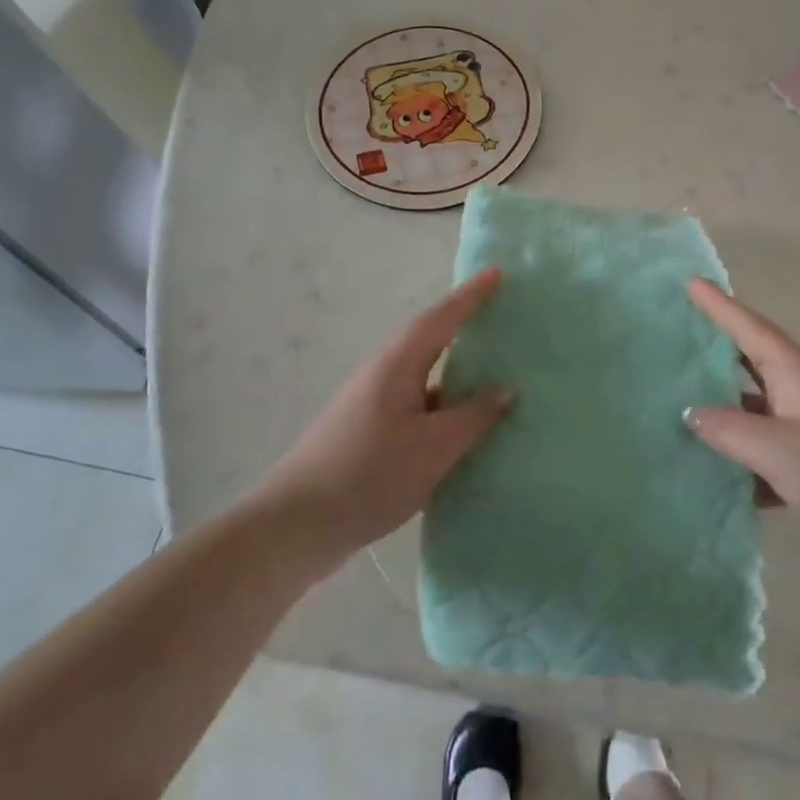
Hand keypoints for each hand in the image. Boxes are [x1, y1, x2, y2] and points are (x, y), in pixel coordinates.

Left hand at [252, 269, 510, 572]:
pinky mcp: (367, 433)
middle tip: (500, 317)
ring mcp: (371, 405)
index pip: (441, 319)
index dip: (471, 296)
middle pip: (430, 341)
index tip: (497, 272)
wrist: (295, 526)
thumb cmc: (369, 476)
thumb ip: (473, 416)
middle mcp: (381, 375)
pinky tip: (461, 428)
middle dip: (463, 326)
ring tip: (493, 373)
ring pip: (423, 377)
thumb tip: (504, 389)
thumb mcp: (433, 448)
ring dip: (455, 372)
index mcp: (396, 366)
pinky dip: (443, 406)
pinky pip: (416, 406)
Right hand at [685, 279, 799, 571]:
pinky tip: (707, 462)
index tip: (690, 280)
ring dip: (720, 400)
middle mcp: (799, 388)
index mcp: (795, 371)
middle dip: (713, 344)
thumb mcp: (778, 449)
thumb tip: (689, 412)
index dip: (718, 304)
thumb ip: (728, 428)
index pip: (748, 327)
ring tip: (676, 395)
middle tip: (674, 332)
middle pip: (748, 357)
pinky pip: (761, 441)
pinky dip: (737, 447)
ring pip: (751, 402)